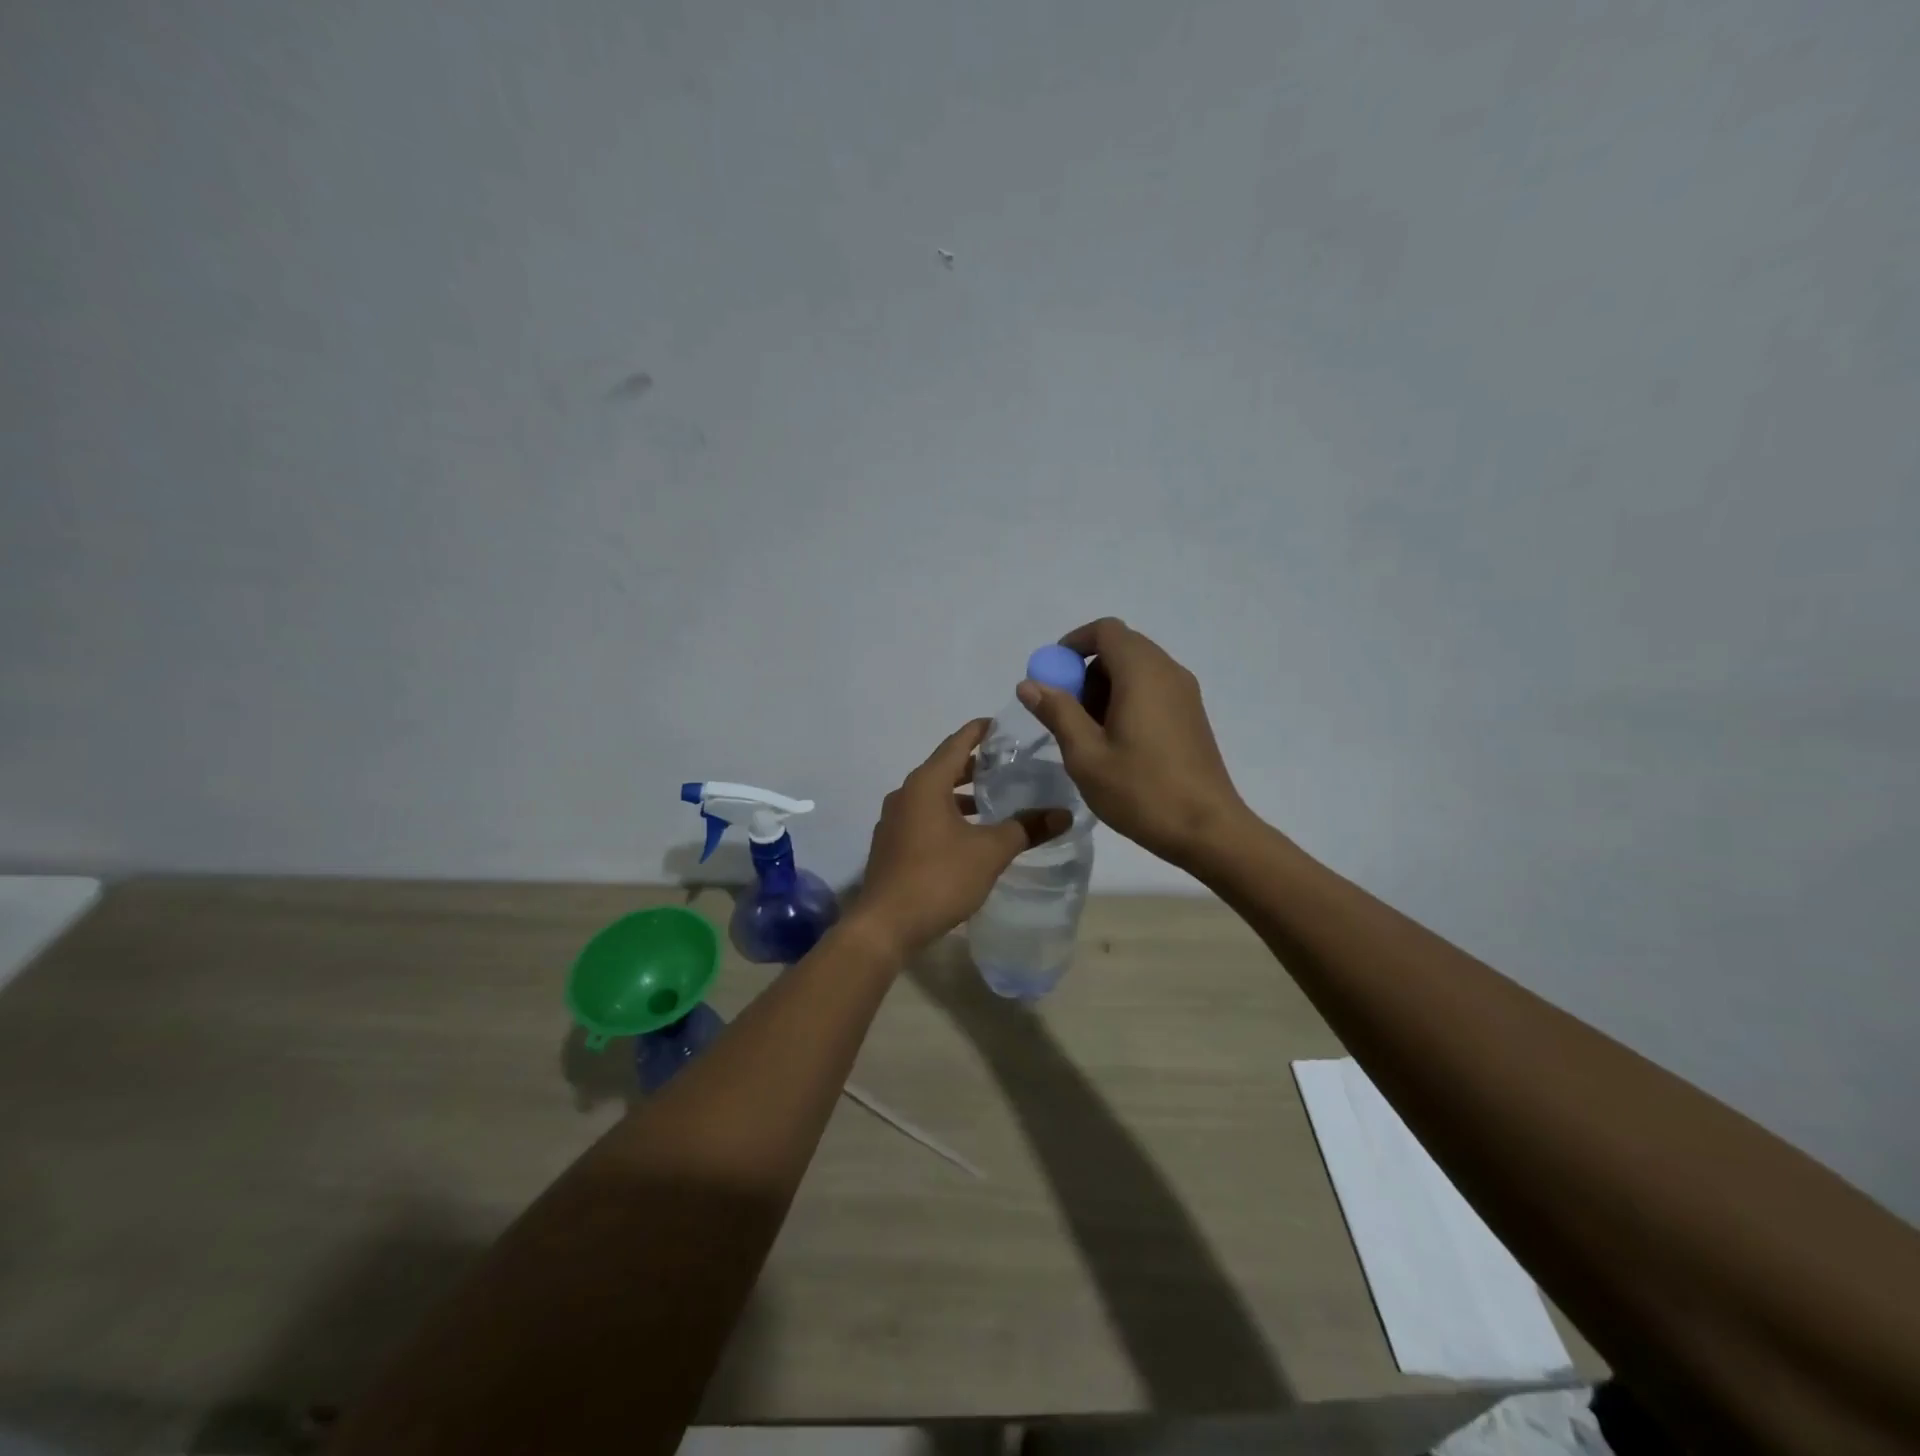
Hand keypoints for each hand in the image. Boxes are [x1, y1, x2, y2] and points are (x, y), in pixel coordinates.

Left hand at [852, 720, 1071, 956]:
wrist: (885, 925)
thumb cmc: (938, 878)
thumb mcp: (990, 852)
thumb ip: (1027, 828)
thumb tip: (1064, 814)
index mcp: (926, 784)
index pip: (957, 743)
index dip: (980, 731)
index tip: (1003, 725)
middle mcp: (905, 794)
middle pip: (944, 768)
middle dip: (974, 765)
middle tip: (1008, 765)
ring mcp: (894, 820)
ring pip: (933, 795)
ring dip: (961, 795)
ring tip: (994, 801)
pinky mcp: (892, 844)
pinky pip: (924, 816)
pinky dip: (947, 815)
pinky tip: (969, 834)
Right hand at [1018, 617, 1248, 870]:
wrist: (1207, 829)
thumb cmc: (1141, 790)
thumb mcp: (1086, 755)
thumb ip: (1057, 712)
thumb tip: (1030, 684)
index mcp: (1142, 673)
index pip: (1105, 630)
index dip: (1073, 644)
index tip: (1052, 675)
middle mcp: (1168, 672)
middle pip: (1121, 647)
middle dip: (1087, 670)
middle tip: (1066, 711)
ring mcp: (1185, 693)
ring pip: (1137, 669)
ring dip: (1106, 687)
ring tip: (1088, 733)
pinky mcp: (1192, 715)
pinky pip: (1153, 689)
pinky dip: (1127, 699)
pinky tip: (1116, 742)